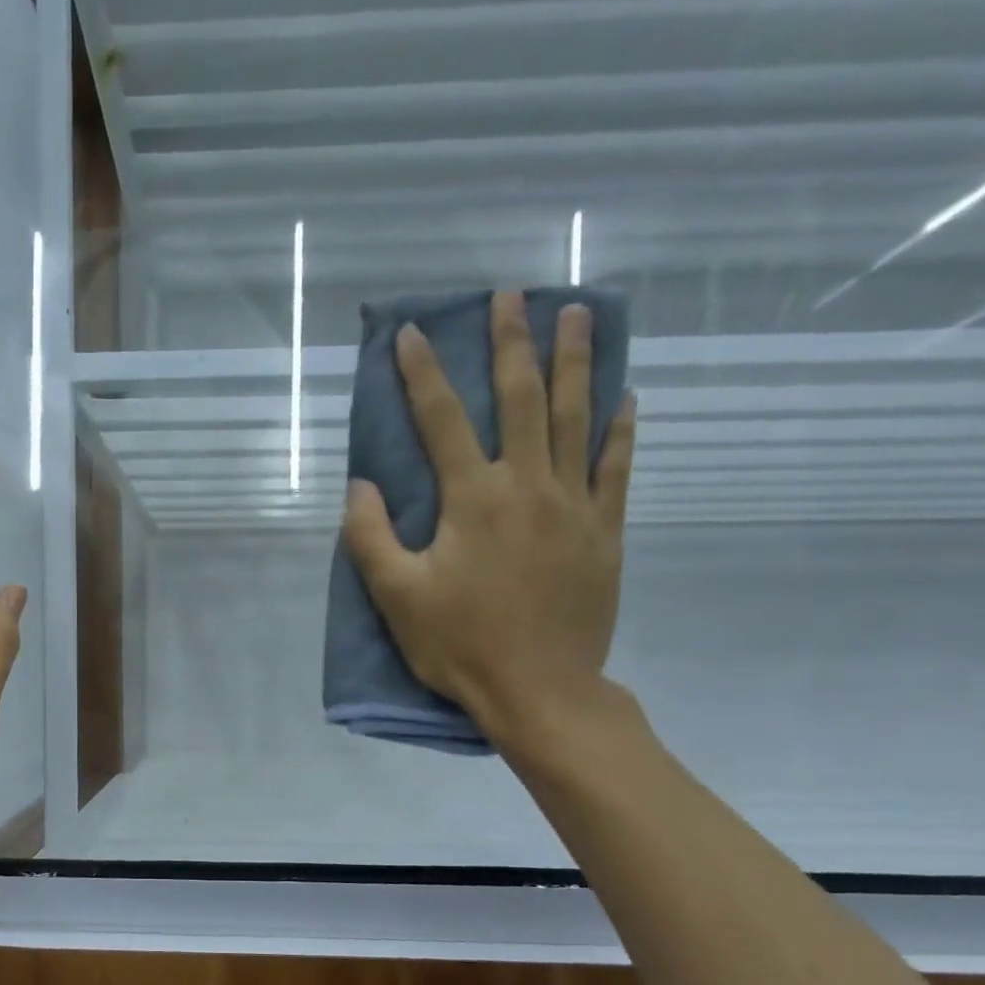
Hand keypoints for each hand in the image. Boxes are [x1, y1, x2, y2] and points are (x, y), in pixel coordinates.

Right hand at [342, 291, 637, 761]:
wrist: (540, 690)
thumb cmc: (461, 645)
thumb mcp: (397, 598)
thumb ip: (370, 537)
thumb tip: (360, 485)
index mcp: (473, 499)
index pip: (441, 421)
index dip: (421, 374)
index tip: (410, 333)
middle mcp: (527, 485)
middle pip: (520, 398)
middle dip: (512, 342)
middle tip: (512, 295)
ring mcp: (574, 504)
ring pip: (576, 416)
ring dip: (575, 361)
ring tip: (579, 313)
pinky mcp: (605, 529)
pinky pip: (616, 466)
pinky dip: (620, 428)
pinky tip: (624, 396)